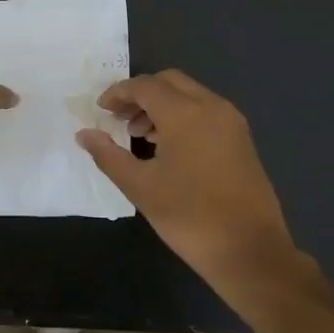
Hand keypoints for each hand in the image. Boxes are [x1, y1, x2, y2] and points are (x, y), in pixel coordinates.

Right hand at [77, 70, 323, 312]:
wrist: (249, 250)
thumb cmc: (189, 216)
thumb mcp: (140, 186)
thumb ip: (108, 155)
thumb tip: (84, 134)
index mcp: (185, 113)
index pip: (145, 86)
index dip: (118, 93)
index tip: (101, 110)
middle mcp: (211, 106)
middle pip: (169, 82)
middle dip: (141, 94)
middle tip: (119, 119)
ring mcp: (231, 122)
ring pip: (190, 95)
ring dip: (162, 105)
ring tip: (140, 136)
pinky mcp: (242, 139)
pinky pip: (206, 111)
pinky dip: (183, 115)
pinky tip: (169, 147)